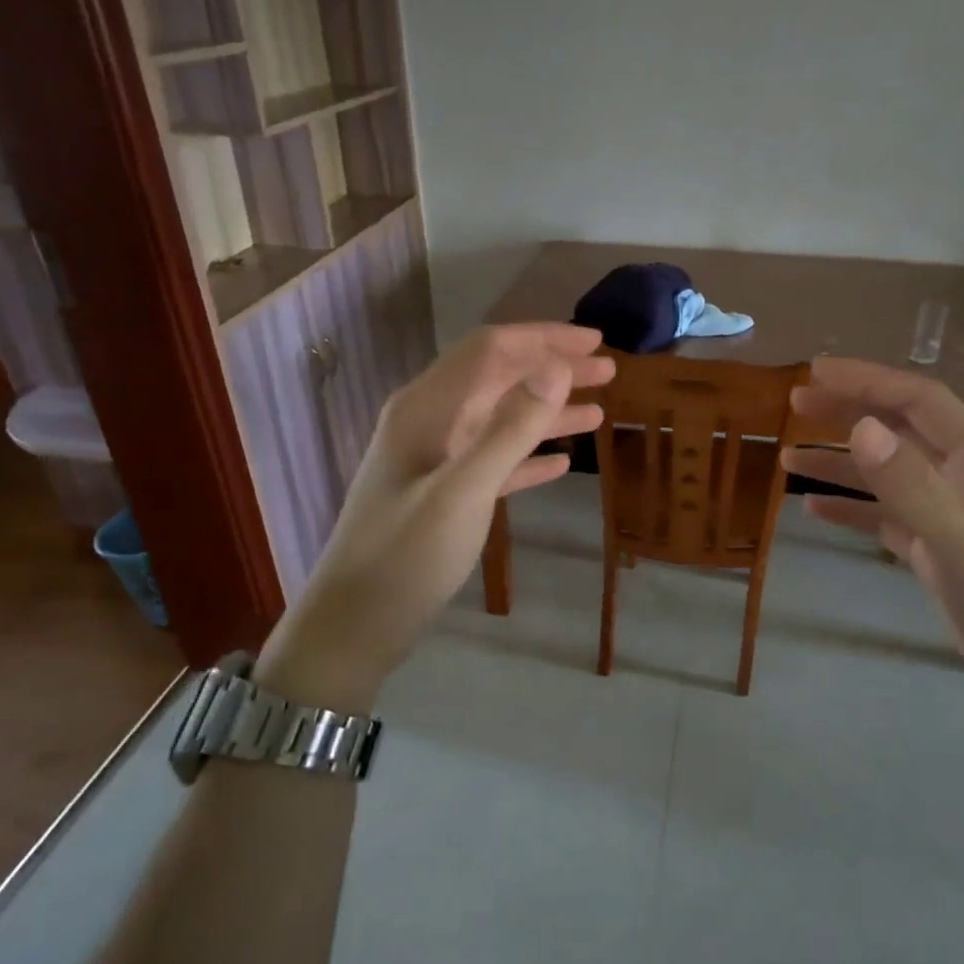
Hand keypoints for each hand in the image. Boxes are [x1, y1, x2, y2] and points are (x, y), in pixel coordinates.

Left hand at [259, 324, 614, 707]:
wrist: (356, 623)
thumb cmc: (407, 555)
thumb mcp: (464, 490)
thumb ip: (510, 428)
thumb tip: (557, 368)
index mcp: (426, 408)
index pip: (490, 350)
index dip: (543, 339)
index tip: (594, 341)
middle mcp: (429, 421)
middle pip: (499, 379)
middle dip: (552, 369)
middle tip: (607, 371)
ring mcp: (435, 458)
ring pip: (499, 420)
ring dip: (547, 411)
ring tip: (598, 410)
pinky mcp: (444, 493)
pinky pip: (493, 460)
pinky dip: (528, 455)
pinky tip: (562, 460)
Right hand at [781, 357, 963, 733]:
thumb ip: (913, 489)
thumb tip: (859, 428)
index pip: (920, 401)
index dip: (868, 380)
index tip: (815, 370)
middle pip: (901, 430)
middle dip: (848, 413)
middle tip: (795, 403)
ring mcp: (955, 517)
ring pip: (889, 476)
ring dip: (841, 464)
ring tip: (788, 458)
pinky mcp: (941, 553)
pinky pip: (888, 518)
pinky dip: (853, 511)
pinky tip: (815, 511)